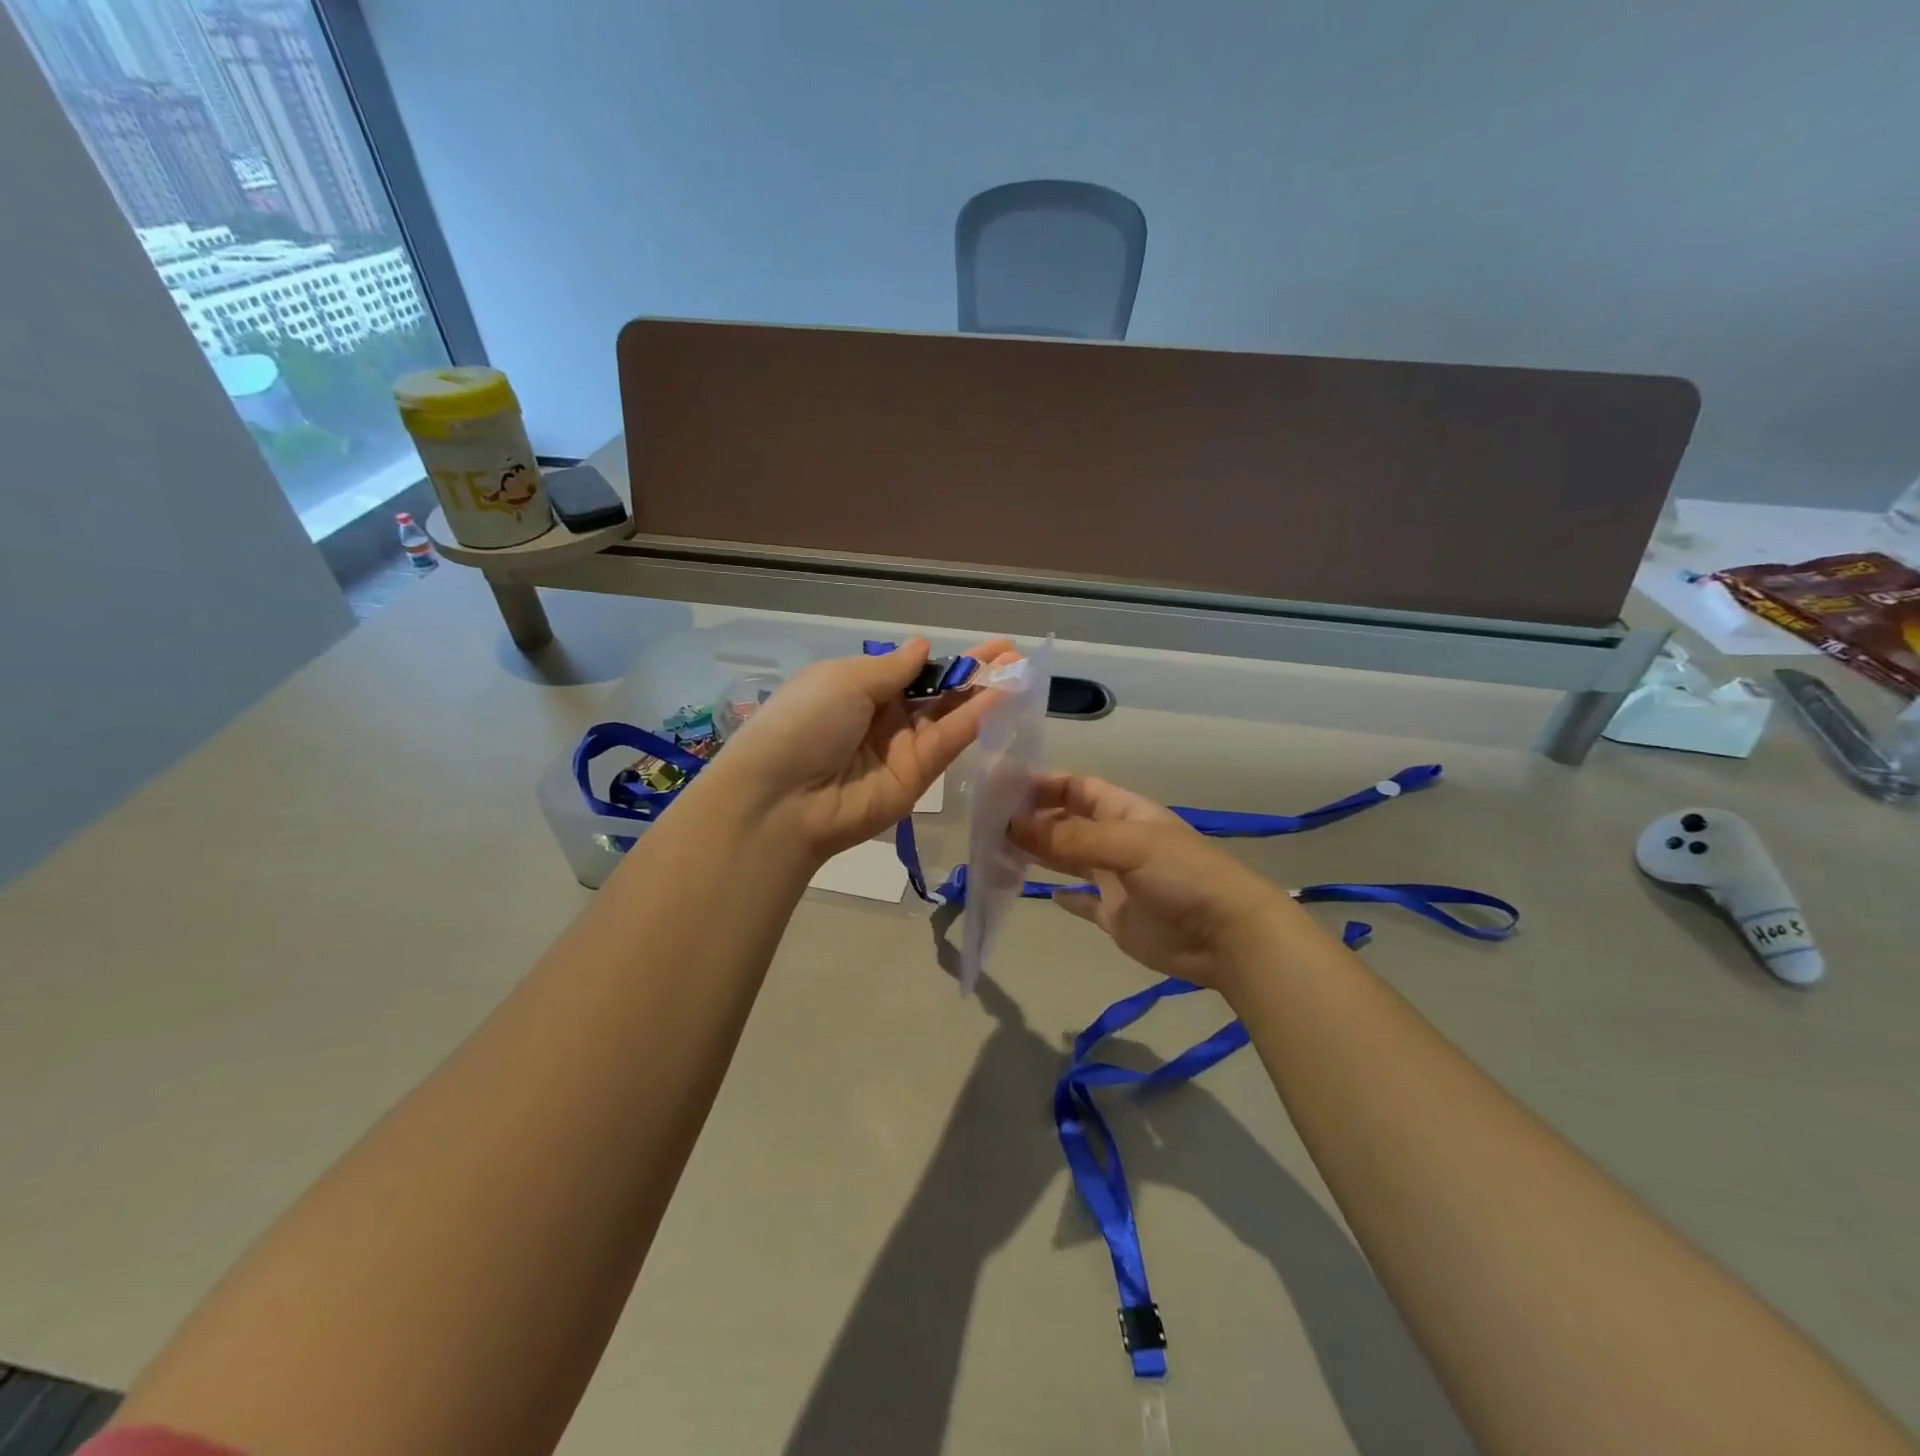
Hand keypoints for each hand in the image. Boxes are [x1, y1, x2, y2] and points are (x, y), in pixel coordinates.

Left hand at [712, 638, 1014, 861]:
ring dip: (983, 692)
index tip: (980, 646)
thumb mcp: (844, 679)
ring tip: (1020, 669)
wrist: (783, 798)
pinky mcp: (917, 777)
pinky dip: (976, 719)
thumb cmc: (805, 722)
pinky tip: (1003, 696)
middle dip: (973, 672)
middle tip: (1012, 653)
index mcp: (856, 687)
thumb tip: (922, 646)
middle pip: (935, 691)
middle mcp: (882, 717)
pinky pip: (948, 741)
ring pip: (948, 715)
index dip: (943, 658)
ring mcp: (901, 748)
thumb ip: (892, 667)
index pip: (909, 670)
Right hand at [1010, 773, 1305, 993]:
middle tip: (988, 824)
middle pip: (1068, 823)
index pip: (1077, 788)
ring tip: (999, 852)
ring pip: (1069, 860)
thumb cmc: (1182, 875)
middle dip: (1034, 820)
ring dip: (1040, 854)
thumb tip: (1013, 826)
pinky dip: (1064, 897)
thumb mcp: (1127, 845)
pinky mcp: (1115, 916)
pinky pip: (1083, 901)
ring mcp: (1116, 880)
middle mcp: (1117, 841)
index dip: (1044, 785)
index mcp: (1124, 812)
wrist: (1226, 936)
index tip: (1003, 789)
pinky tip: (1042, 892)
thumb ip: (1070, 838)